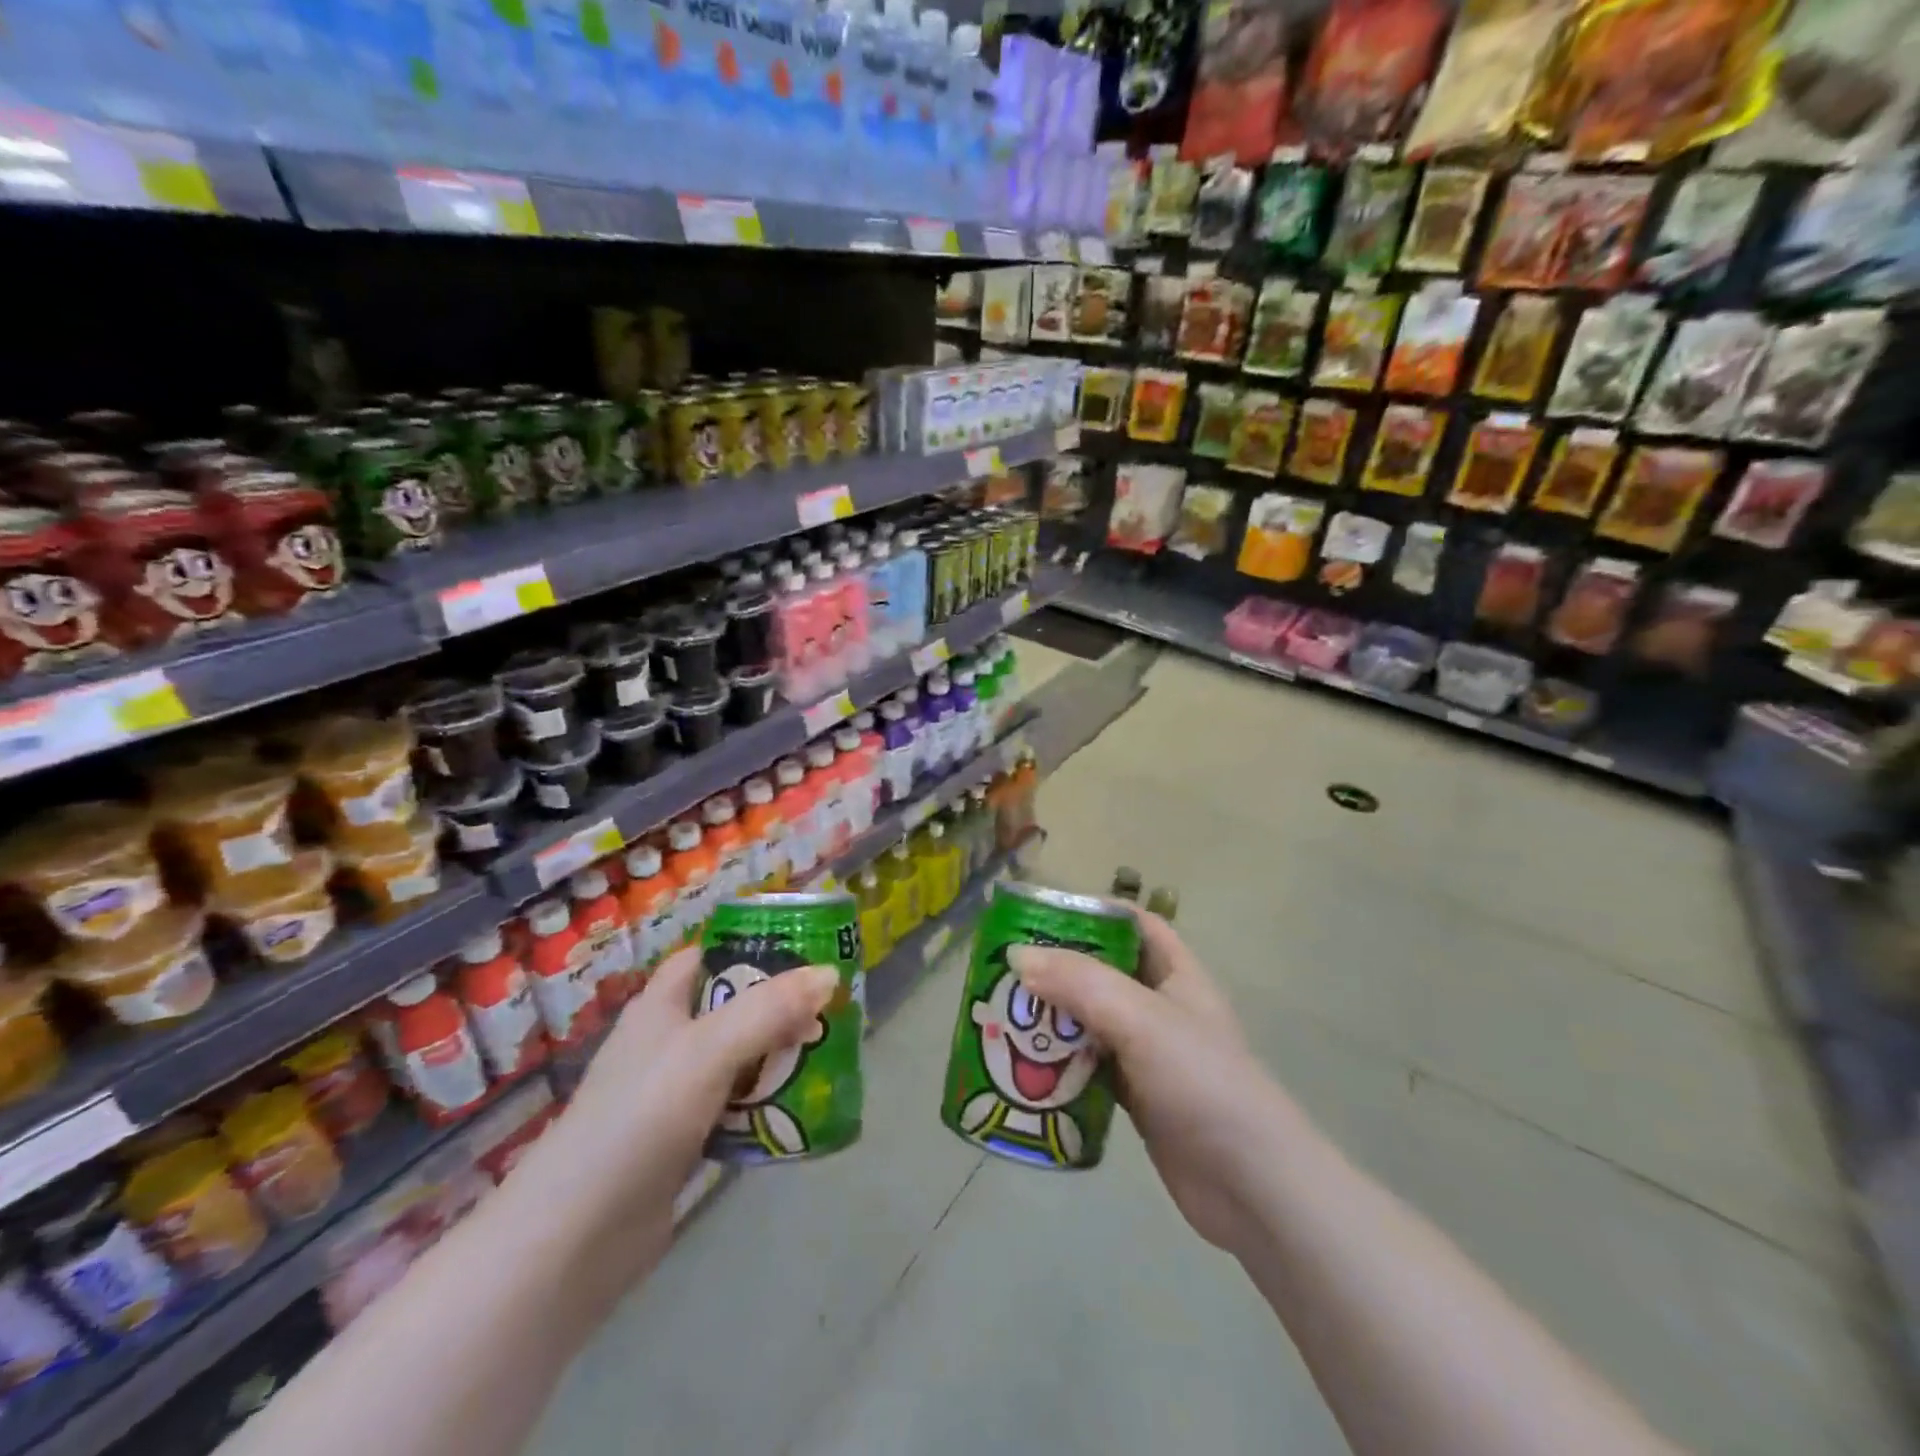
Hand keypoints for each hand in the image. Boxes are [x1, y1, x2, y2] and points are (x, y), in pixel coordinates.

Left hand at [511, 946, 836, 1294]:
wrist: (576, 1237)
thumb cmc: (640, 1117)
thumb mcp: (709, 1049)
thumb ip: (770, 1008)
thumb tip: (830, 973)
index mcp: (661, 1004)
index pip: (709, 955)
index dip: (752, 945)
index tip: (806, 949)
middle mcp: (667, 1040)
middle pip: (732, 1006)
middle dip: (780, 1005)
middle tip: (831, 1007)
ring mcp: (673, 1093)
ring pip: (738, 1058)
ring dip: (778, 1056)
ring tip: (829, 1053)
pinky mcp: (683, 1140)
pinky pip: (736, 1106)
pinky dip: (766, 1103)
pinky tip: (800, 1109)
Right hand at [1009, 911, 1275, 1255]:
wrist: (1251, 1185)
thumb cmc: (1201, 1081)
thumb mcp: (1140, 1018)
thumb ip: (1079, 983)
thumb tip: (1018, 955)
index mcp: (1176, 973)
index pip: (1133, 923)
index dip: (1092, 911)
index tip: (1040, 915)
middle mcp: (1162, 1006)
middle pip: (1104, 971)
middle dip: (1059, 967)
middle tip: (1006, 967)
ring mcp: (1149, 1054)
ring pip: (1092, 1021)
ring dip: (1053, 1016)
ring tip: (1002, 1011)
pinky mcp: (1136, 1096)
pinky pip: (1089, 1066)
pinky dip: (1060, 1062)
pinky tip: (1023, 1063)